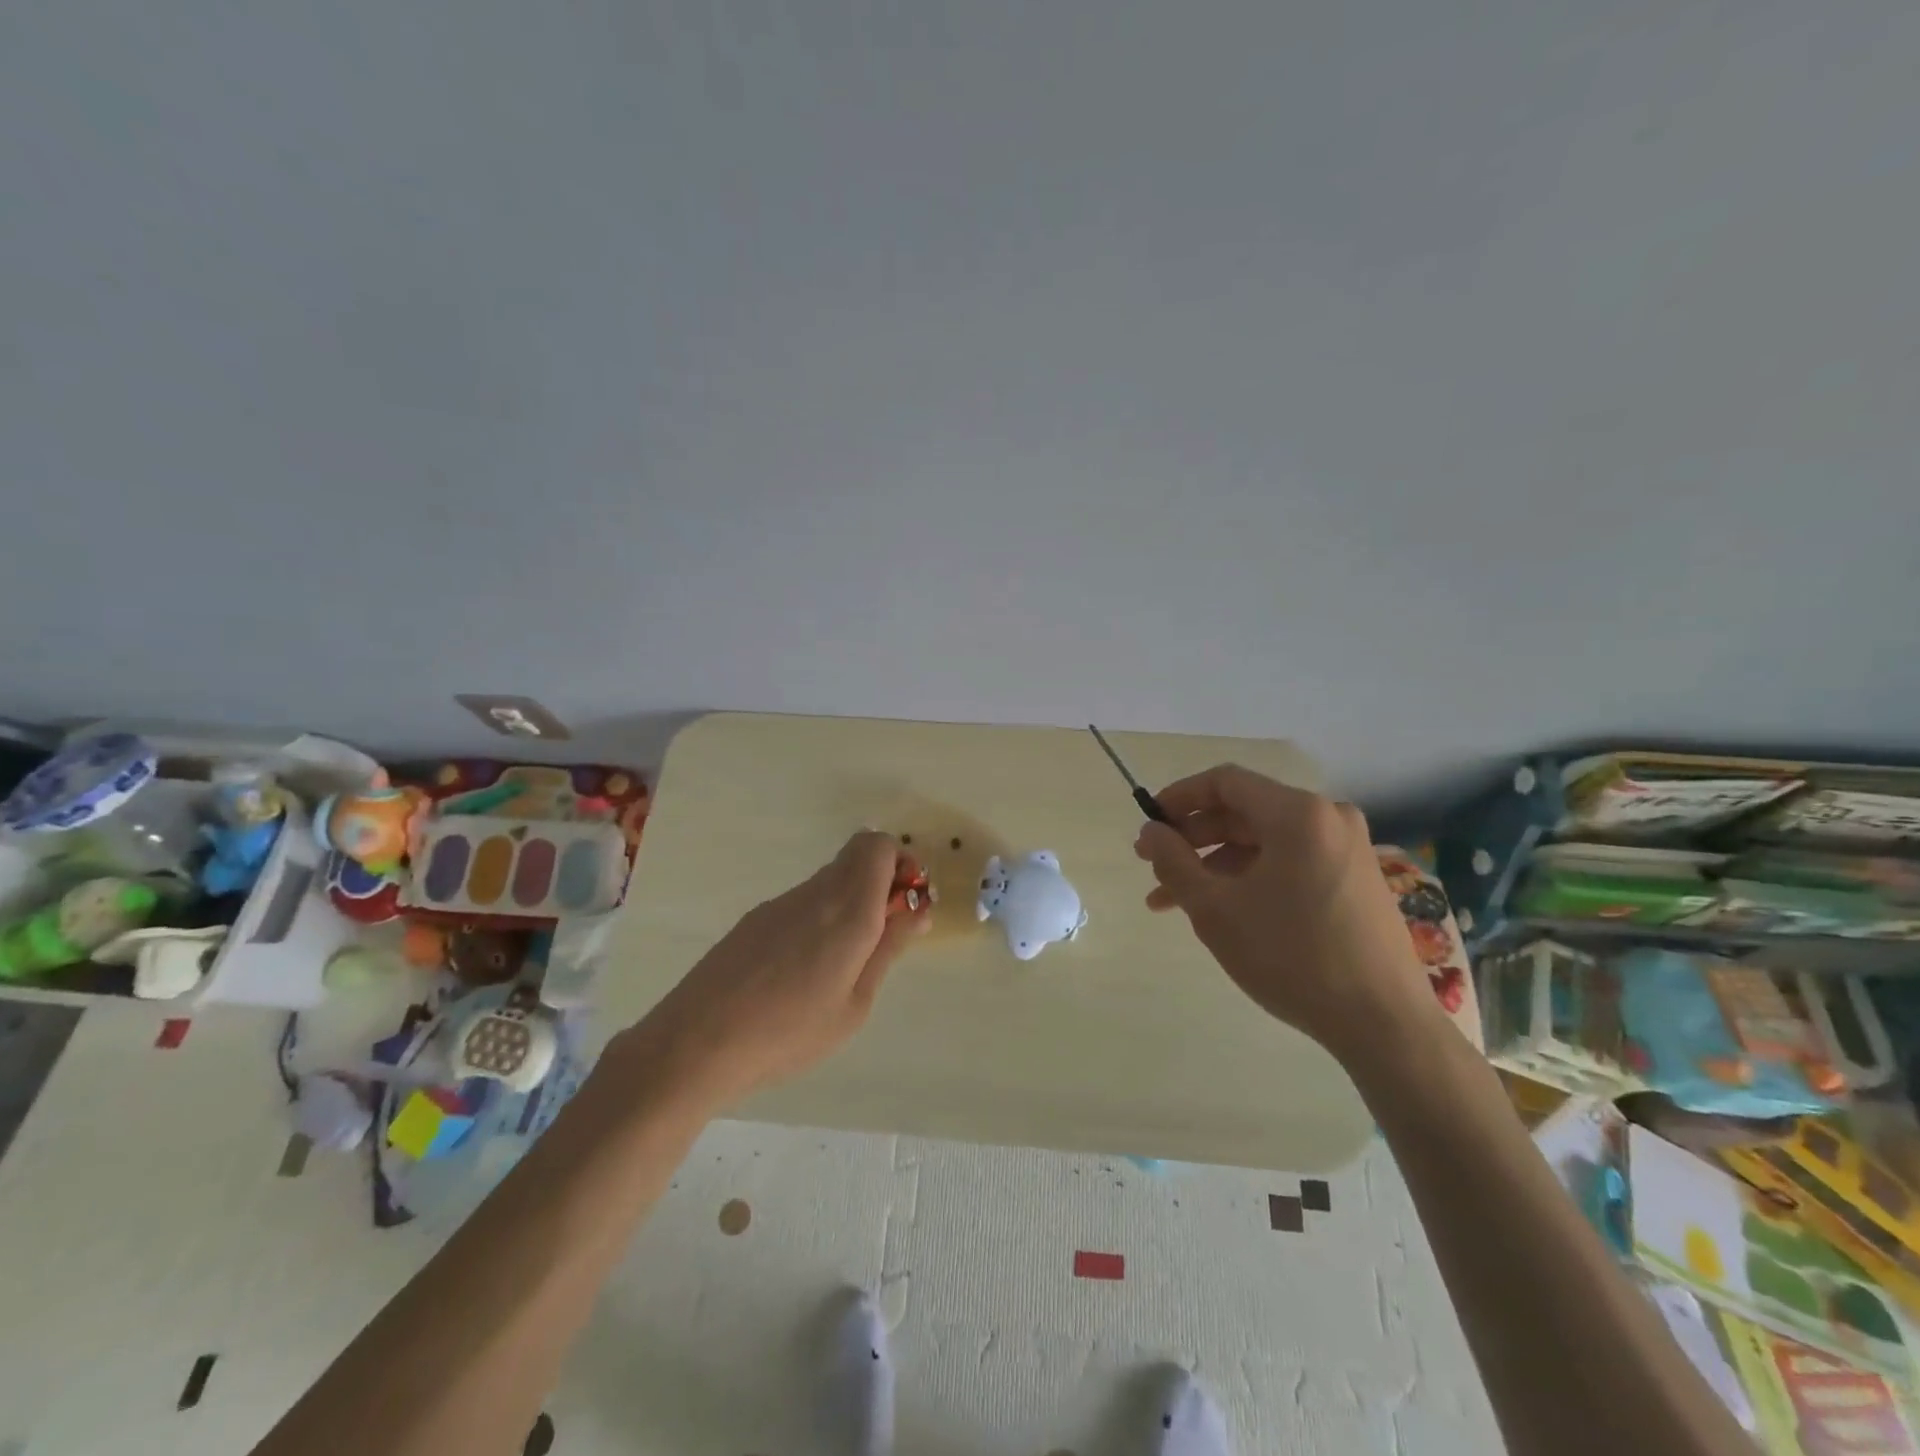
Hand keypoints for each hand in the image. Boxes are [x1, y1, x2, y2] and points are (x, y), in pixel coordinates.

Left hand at [628, 832, 928, 1108]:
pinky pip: (804, 900)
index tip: (905, 905)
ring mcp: (782, 902)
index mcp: (848, 910)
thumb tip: (918, 909)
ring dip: (850, 900)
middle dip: (880, 880)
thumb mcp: (855, 1003)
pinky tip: (802, 969)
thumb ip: (888, 949)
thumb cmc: (790, 1033)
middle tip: (882, 933)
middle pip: (857, 855)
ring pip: (831, 878)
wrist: (697, 1042)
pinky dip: (820, 915)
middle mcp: (816, 892)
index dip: (900, 864)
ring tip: (841, 962)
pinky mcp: (756, 917)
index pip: (878, 845)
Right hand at [1134, 764, 1439, 1065]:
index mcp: (1298, 813)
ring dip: (1216, 865)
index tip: (1148, 827)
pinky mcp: (1355, 879)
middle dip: (1192, 839)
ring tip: (1175, 902)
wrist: (1383, 1024)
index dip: (1178, 798)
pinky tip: (1222, 911)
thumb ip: (1173, 862)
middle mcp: (1328, 818)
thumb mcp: (1215, 909)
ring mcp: (1347, 849)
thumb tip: (1150, 832)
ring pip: (1264, 842)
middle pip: (1244, 812)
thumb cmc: (1292, 957)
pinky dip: (1250, 878)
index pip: (1224, 782)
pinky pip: (1289, 862)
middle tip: (1153, 868)